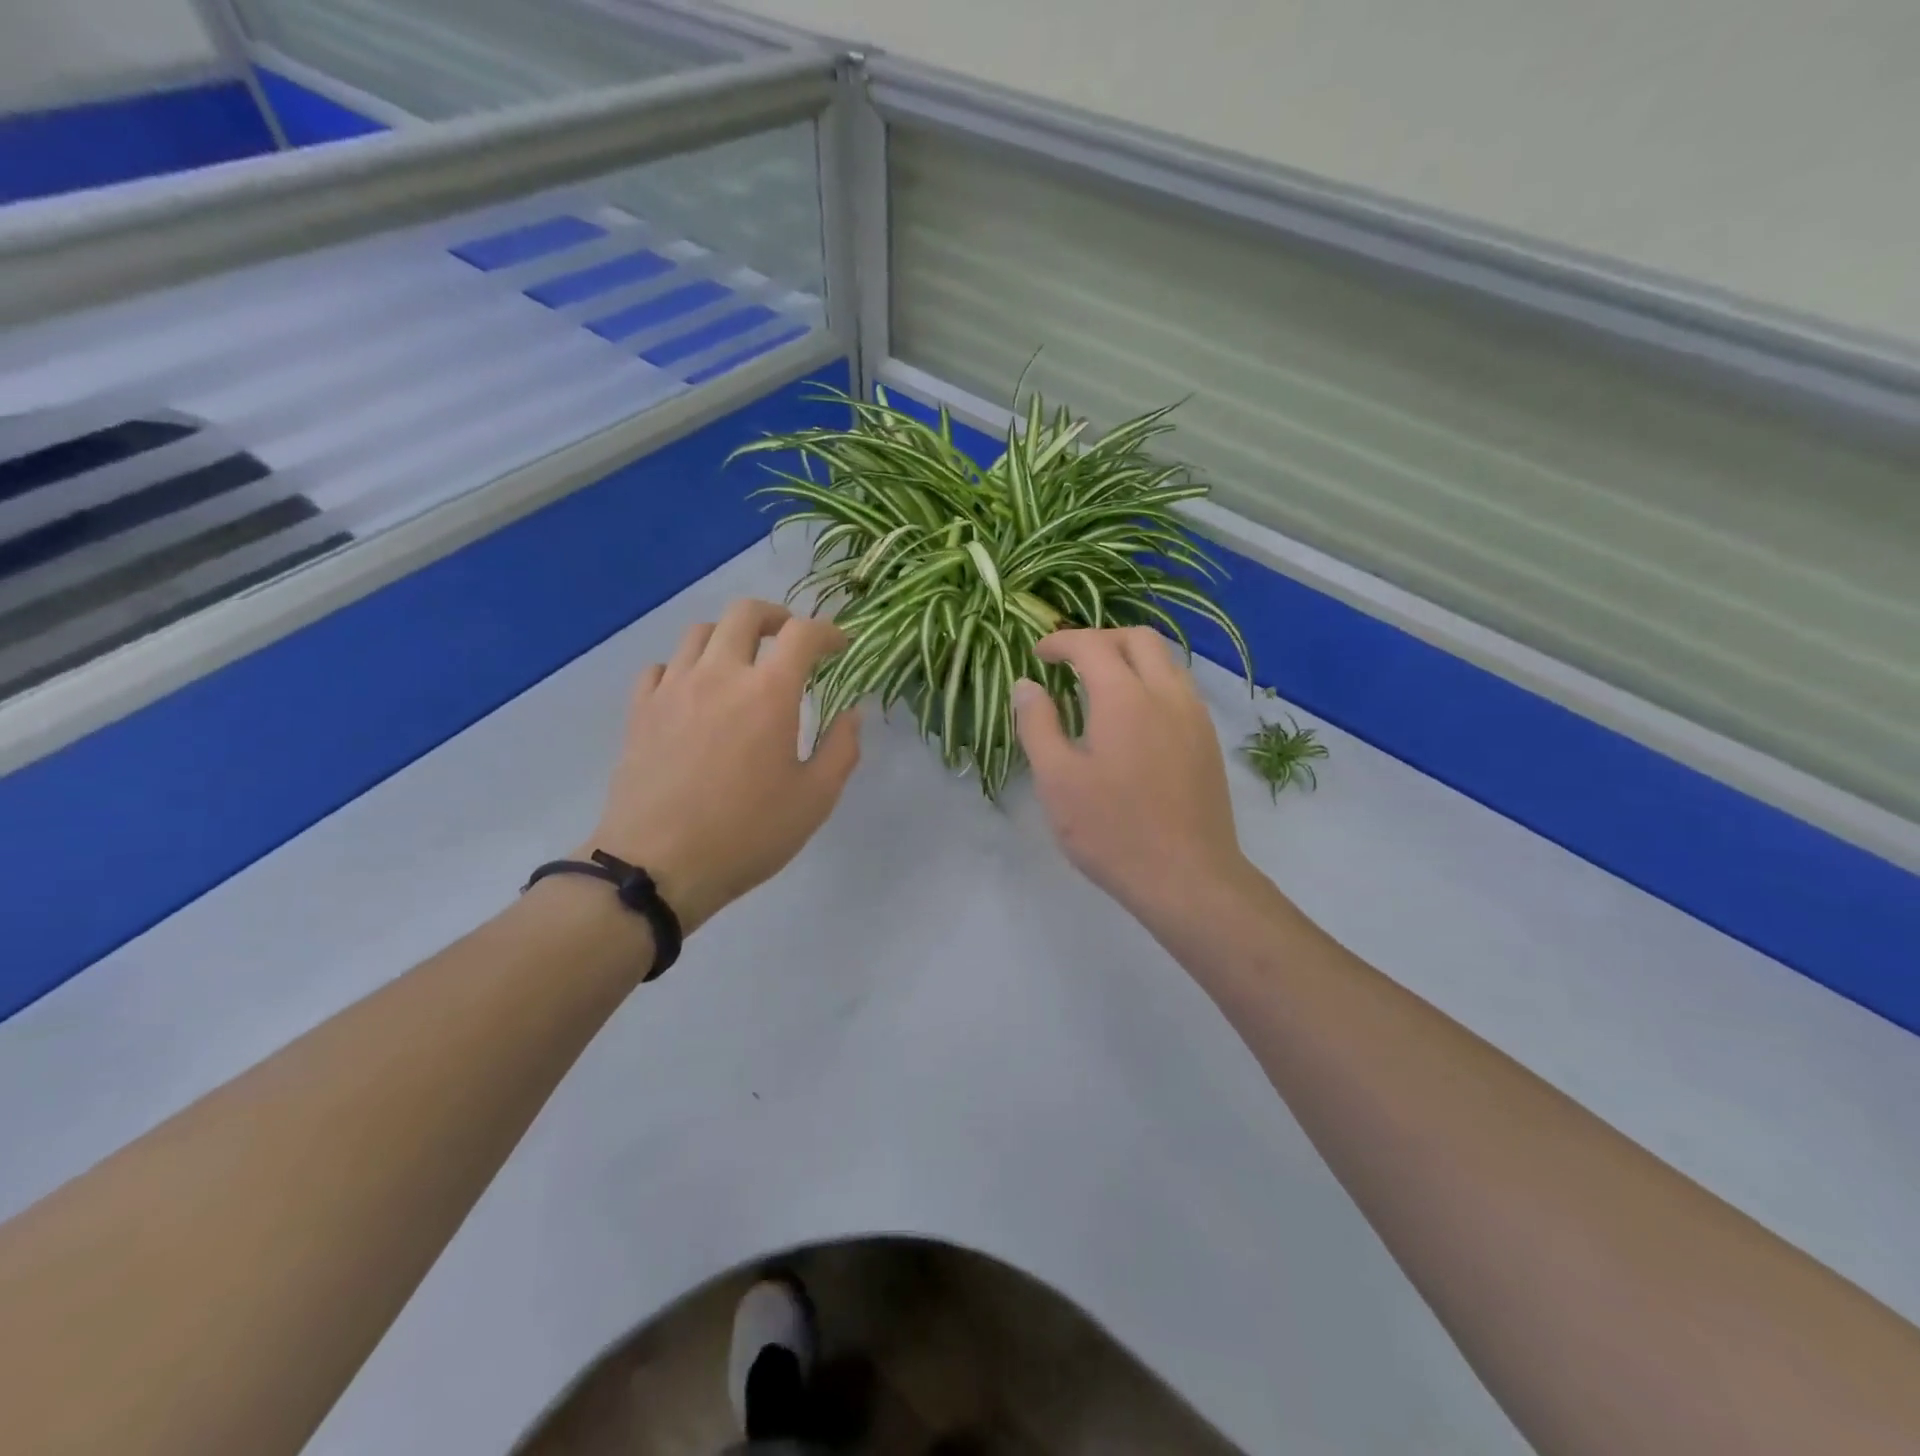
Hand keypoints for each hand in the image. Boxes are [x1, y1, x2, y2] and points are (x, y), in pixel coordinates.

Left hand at [583, 599, 859, 933]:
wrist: (658, 866)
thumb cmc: (748, 834)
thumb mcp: (815, 799)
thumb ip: (842, 748)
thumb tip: (851, 713)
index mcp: (769, 692)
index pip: (803, 634)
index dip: (829, 631)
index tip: (840, 646)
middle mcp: (720, 674)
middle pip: (744, 613)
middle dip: (776, 617)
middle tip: (790, 640)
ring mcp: (673, 688)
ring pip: (699, 632)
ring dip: (729, 637)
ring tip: (742, 663)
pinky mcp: (640, 710)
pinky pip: (662, 666)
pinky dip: (685, 666)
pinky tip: (694, 693)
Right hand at [1013, 627, 1252, 922]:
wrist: (1188, 877)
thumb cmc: (1112, 830)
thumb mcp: (1057, 780)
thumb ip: (1038, 724)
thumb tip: (1027, 685)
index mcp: (1125, 697)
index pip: (1091, 645)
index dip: (1061, 641)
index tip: (1038, 655)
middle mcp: (1167, 693)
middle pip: (1138, 638)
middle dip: (1100, 639)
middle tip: (1070, 662)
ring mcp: (1195, 716)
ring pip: (1166, 661)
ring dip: (1130, 658)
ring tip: (1099, 686)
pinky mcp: (1208, 741)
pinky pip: (1179, 689)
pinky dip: (1151, 682)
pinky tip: (1133, 719)